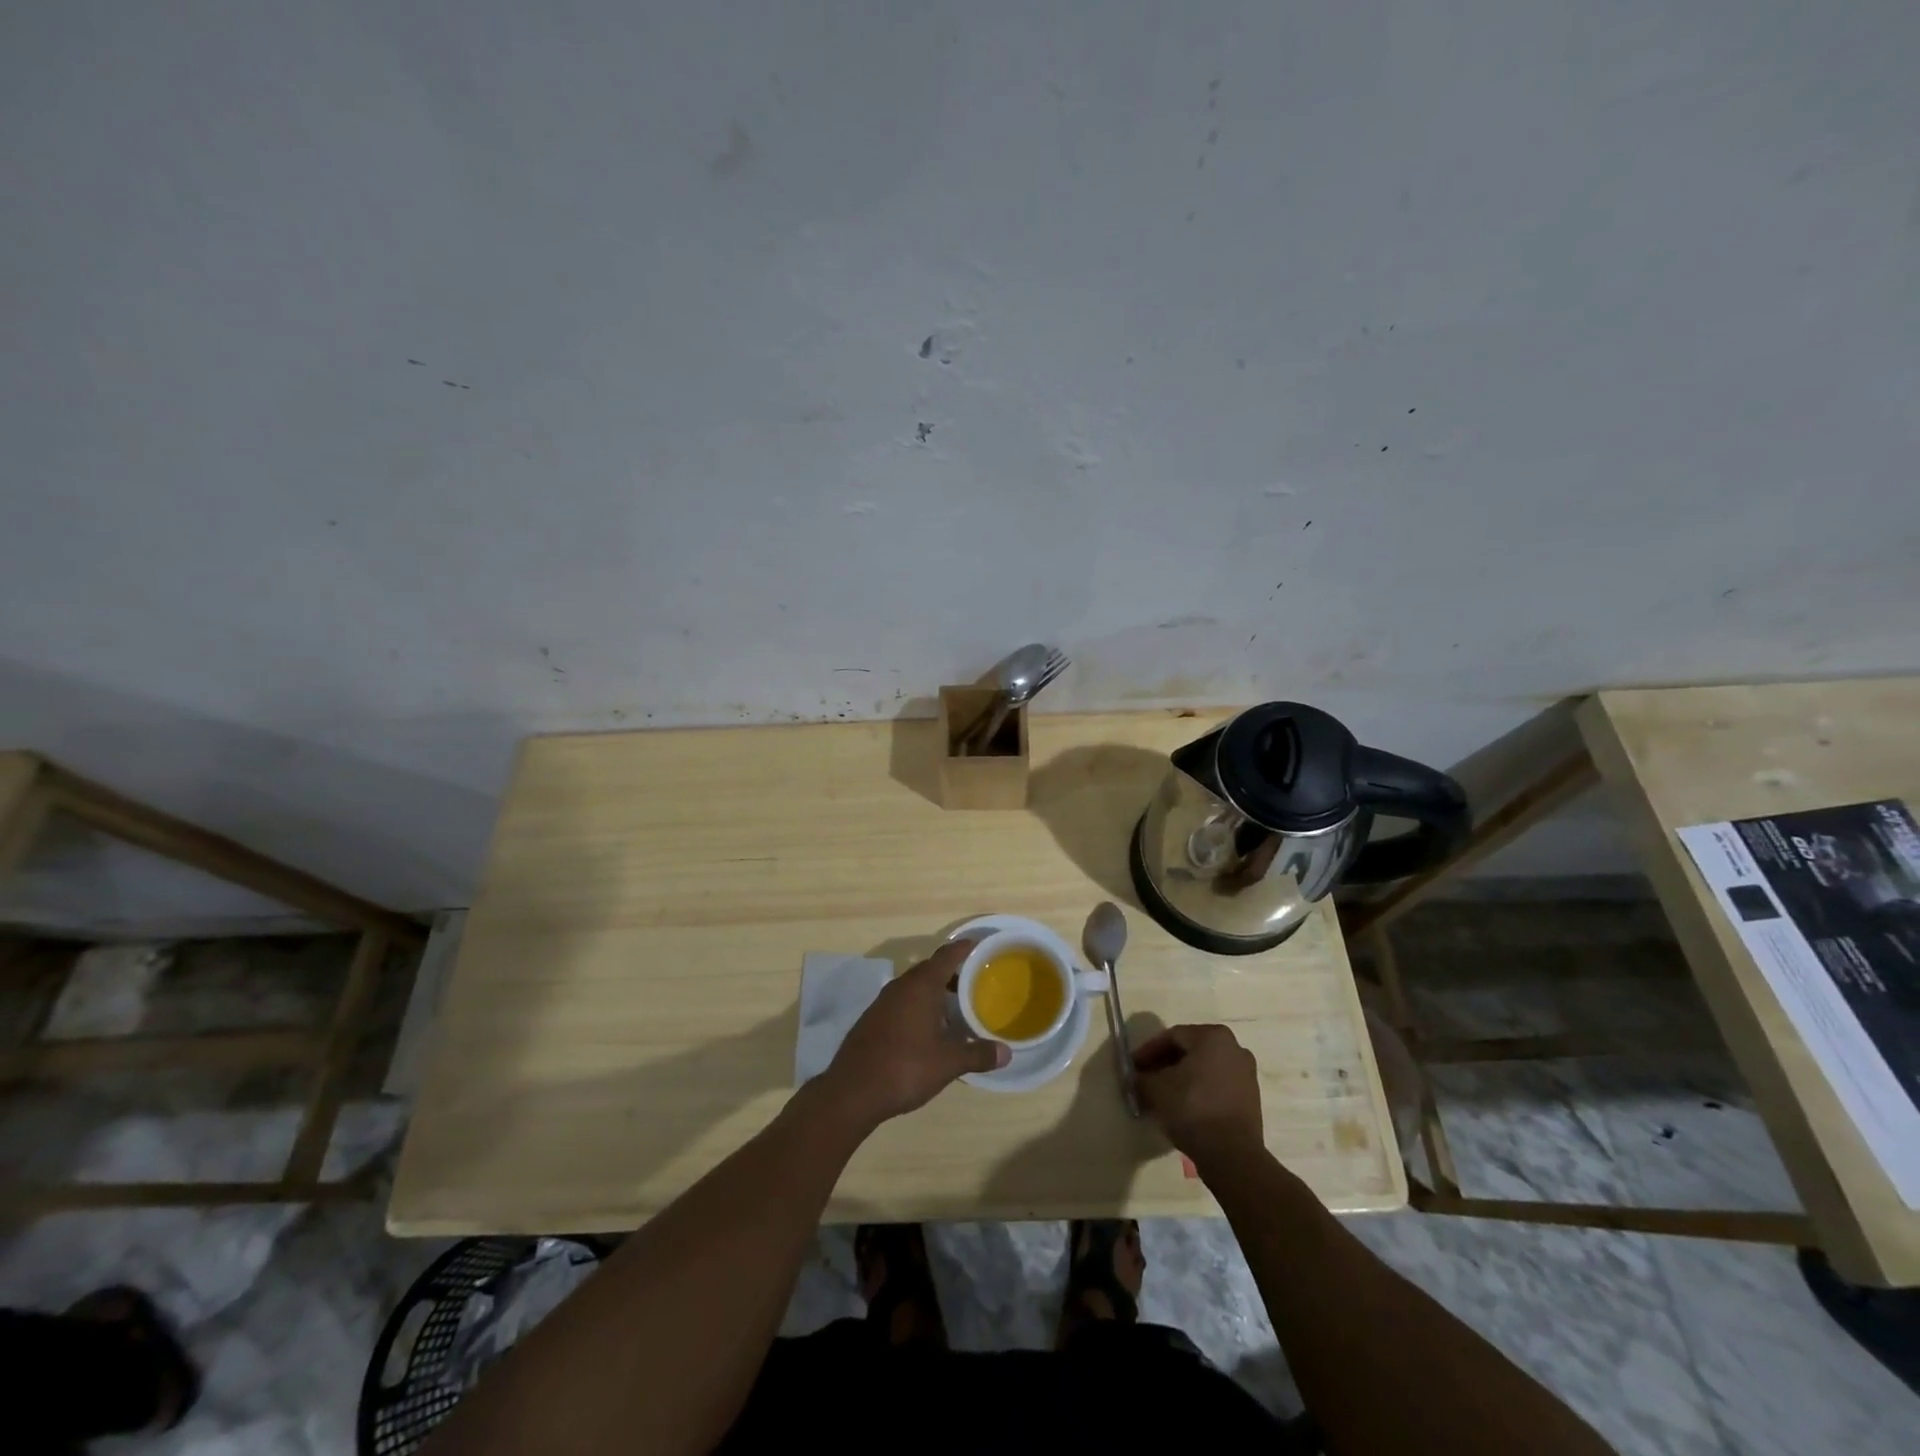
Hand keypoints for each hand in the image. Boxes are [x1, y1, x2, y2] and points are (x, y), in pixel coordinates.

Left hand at [819, 941, 1008, 1127]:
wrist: (852, 1091)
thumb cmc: (905, 1068)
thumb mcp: (948, 1063)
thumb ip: (978, 1054)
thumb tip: (1007, 1052)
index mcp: (921, 986)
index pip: (946, 956)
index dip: (964, 948)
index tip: (980, 945)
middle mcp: (901, 986)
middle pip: (930, 969)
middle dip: (952, 972)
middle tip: (975, 980)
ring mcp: (883, 1001)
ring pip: (915, 986)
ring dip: (934, 991)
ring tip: (956, 1005)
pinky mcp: (873, 1018)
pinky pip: (903, 1001)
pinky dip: (919, 1005)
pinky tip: (929, 1027)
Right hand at [1133, 1024, 1263, 1166]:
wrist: (1232, 1155)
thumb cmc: (1192, 1108)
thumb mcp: (1155, 1089)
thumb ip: (1141, 1078)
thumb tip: (1136, 1078)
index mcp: (1213, 1036)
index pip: (1172, 1036)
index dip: (1148, 1051)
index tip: (1134, 1067)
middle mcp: (1234, 1048)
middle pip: (1190, 1051)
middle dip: (1165, 1065)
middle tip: (1146, 1079)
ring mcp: (1246, 1074)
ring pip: (1204, 1069)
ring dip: (1182, 1079)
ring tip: (1163, 1096)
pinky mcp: (1251, 1099)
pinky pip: (1217, 1086)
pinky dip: (1199, 1092)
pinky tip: (1183, 1108)